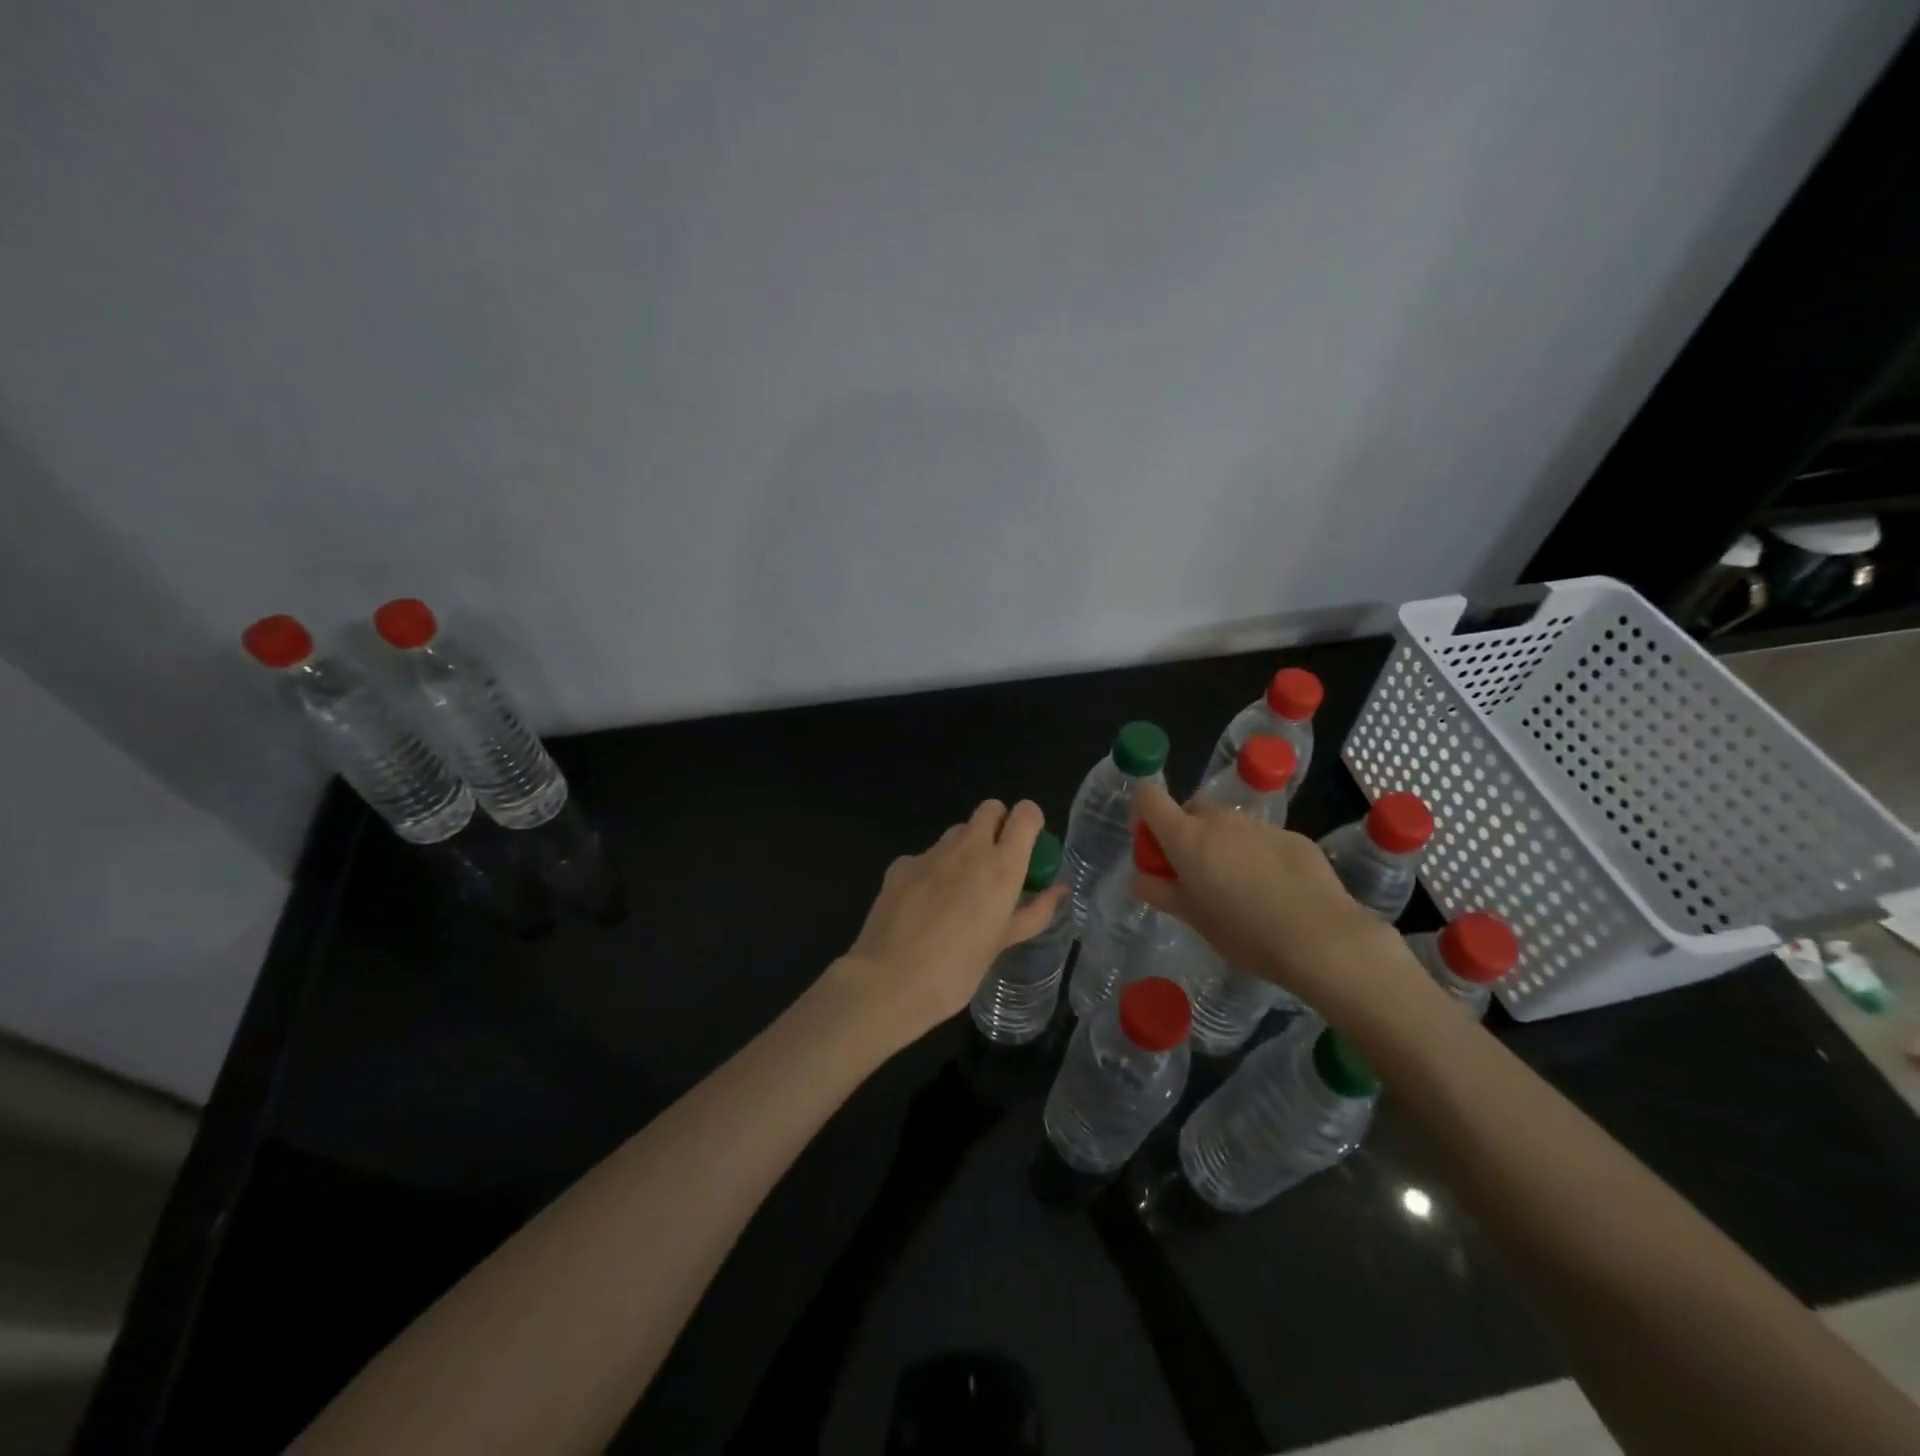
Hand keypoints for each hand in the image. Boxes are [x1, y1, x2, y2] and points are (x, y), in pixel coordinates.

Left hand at [827, 800, 1065, 1051]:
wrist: (889, 981)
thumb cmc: (957, 970)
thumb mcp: (1003, 943)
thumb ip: (1034, 911)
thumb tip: (1059, 890)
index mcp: (1001, 866)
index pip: (1026, 813)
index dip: (1030, 822)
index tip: (1029, 846)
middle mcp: (968, 848)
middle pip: (990, 809)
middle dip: (999, 825)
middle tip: (997, 864)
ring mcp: (931, 853)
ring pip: (957, 832)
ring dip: (966, 848)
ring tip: (959, 890)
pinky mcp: (901, 864)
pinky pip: (926, 856)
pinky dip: (933, 870)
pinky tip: (923, 906)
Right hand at [1129, 783, 1430, 1032]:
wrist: (1322, 940)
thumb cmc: (1244, 933)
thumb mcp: (1193, 919)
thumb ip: (1160, 892)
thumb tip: (1137, 880)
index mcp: (1187, 837)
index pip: (1149, 797)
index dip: (1143, 814)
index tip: (1152, 846)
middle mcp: (1221, 821)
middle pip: (1190, 810)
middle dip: (1185, 834)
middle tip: (1195, 874)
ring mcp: (1260, 826)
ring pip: (1228, 824)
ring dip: (1222, 844)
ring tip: (1238, 887)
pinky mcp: (1294, 837)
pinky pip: (1262, 838)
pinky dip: (1257, 855)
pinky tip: (1274, 890)